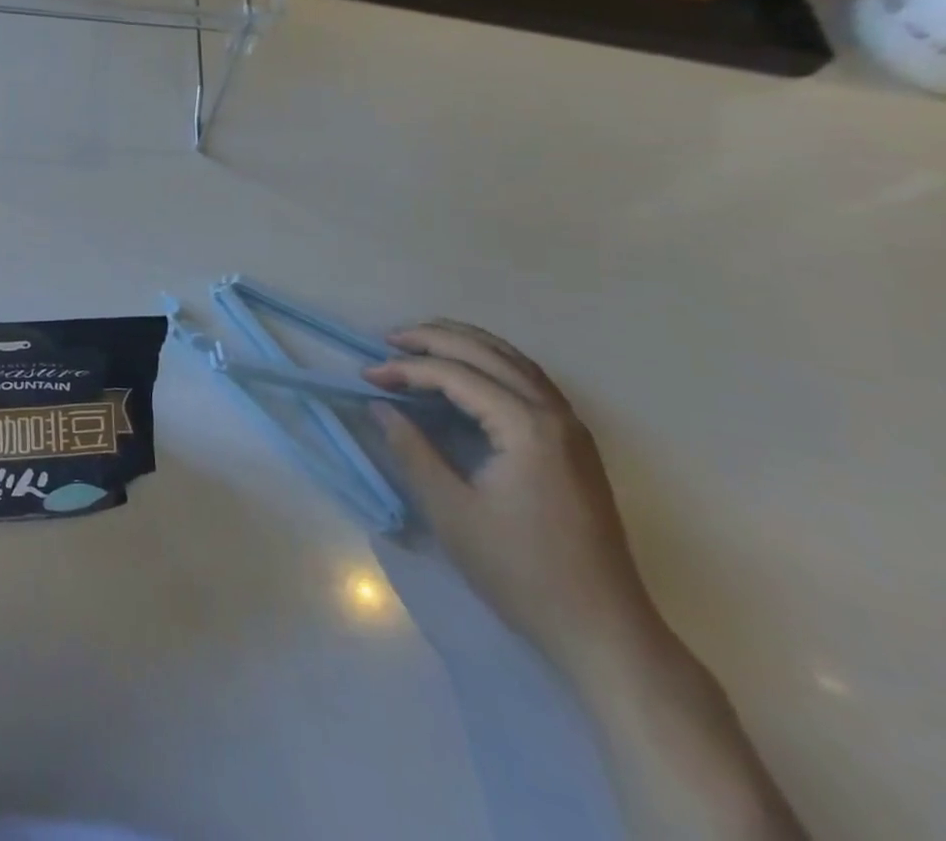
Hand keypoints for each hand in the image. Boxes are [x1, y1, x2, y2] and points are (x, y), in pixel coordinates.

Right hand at [366, 320, 660, 676]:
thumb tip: (380, 406)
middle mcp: (555, 414)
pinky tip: (469, 370)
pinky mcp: (575, 444)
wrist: (604, 630)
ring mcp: (572, 428)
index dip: (406, 370)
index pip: (455, 376)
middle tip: (388, 340)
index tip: (367, 376)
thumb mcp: (451, 510)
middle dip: (434, 339)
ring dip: (465, 343)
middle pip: (488, 354)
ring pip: (514, 361)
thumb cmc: (521, 571)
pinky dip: (492, 362)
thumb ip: (412, 449)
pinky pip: (529, 380)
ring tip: (422, 341)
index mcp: (526, 427)